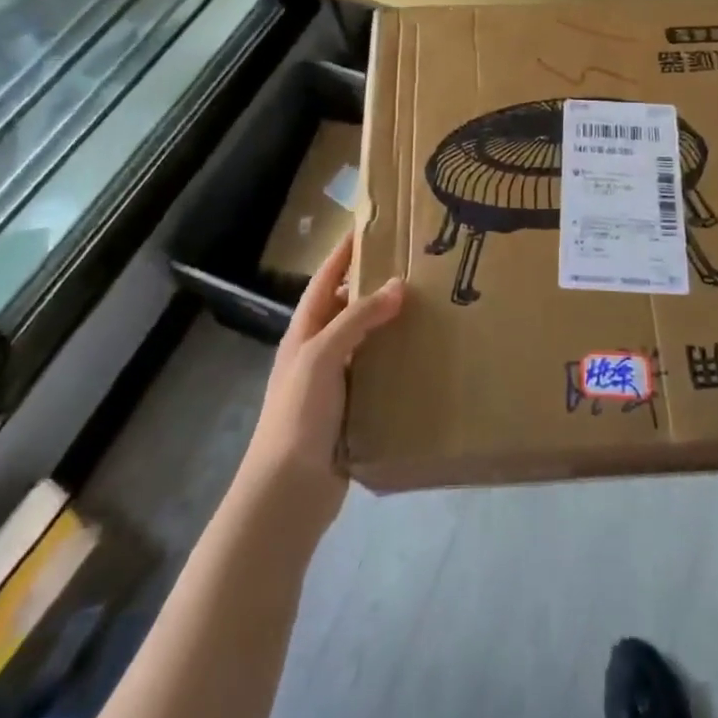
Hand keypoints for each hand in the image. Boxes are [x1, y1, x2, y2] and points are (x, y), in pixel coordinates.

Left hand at [241, 233, 403, 528]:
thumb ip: (357, 319)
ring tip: (430, 303)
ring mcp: (335, 382)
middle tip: (415, 264)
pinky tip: (425, 353)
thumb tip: (397, 285)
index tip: (370, 226)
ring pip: (366, 339)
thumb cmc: (298, 414)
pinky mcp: (352, 408)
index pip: (326, 280)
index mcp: (304, 332)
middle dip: (375, 284)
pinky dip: (397, 358)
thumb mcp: (322, 356)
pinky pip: (378, 372)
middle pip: (347, 306)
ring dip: (390, 322)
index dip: (344, 252)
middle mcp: (318, 351)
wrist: (288, 492)